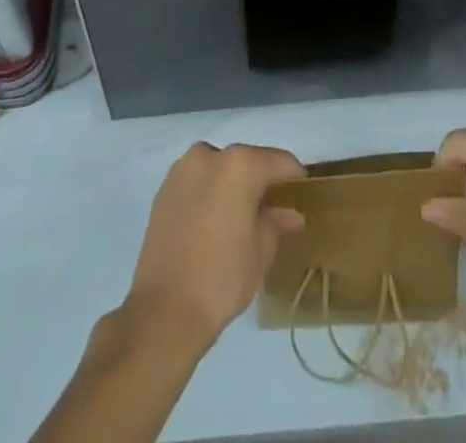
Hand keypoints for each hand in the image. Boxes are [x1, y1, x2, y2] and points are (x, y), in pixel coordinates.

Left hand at [125, 142, 306, 348]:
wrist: (163, 311)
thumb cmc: (222, 277)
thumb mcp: (262, 250)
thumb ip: (277, 222)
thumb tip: (290, 214)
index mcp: (239, 164)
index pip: (279, 161)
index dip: (294, 178)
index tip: (302, 196)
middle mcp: (209, 155)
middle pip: (247, 161)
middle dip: (261, 182)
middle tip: (273, 211)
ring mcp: (182, 170)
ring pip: (220, 169)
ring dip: (234, 186)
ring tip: (242, 218)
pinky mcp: (164, 189)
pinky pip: (198, 182)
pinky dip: (211, 193)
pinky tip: (215, 223)